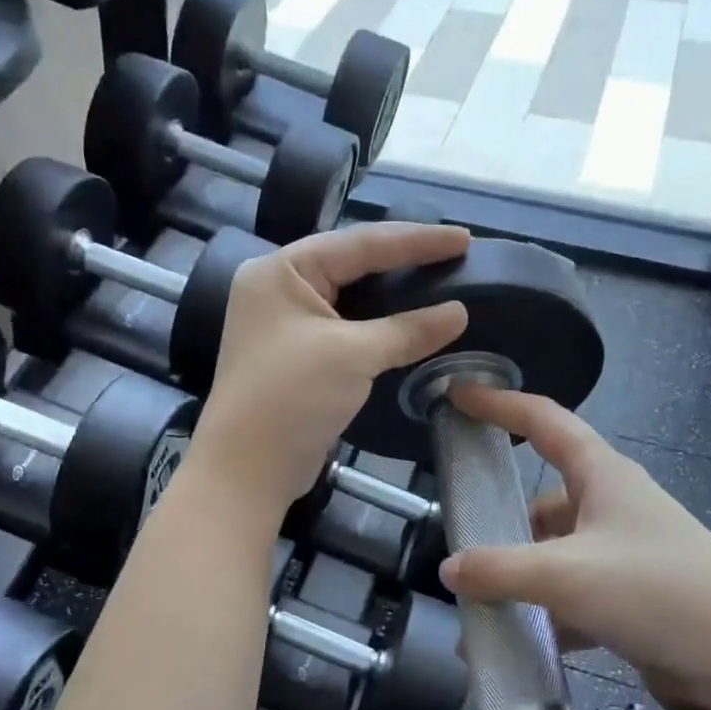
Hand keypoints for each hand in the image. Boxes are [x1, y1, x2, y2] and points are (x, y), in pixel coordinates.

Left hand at [190, 223, 470, 509]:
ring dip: (393, 295)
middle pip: (352, 264)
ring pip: (351, 298)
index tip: (463, 239)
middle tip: (456, 254)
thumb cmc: (291, 398)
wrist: (247, 471)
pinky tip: (412, 324)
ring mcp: (286, 325)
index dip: (415, 240)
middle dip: (404, 260)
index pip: (358, 243)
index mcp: (281, 270)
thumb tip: (459, 312)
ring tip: (441, 282)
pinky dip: (380, 327)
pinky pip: (347, 329)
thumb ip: (408, 329)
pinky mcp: (298, 357)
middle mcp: (279, 289)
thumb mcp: (353, 355)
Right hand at [437, 386, 710, 709]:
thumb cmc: (658, 590)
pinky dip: (544, 616)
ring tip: (477, 611)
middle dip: (502, 524)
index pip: (543, 421)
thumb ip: (500, 569)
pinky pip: (573, 599)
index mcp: (603, 475)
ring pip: (555, 555)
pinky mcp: (633, 601)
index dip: (499, 404)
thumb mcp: (567, 574)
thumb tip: (449, 569)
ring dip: (519, 580)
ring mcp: (625, 556)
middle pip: (543, 501)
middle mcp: (613, 507)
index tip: (458, 395)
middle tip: (458, 544)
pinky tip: (516, 644)